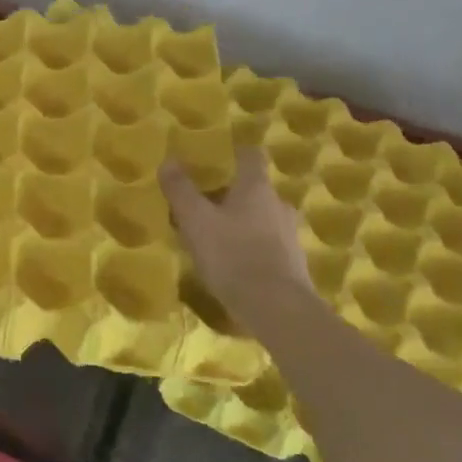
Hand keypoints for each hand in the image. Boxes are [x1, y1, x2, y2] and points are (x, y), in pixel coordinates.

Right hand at [160, 148, 317, 334]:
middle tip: (202, 206)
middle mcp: (278, 204)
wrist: (276, 309)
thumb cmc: (232, 254)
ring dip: (239, 222)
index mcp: (256, 187)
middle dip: (229, 194)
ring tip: (212, 238)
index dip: (235, 153)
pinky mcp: (293, 264)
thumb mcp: (195, 220)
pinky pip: (266, 244)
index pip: (251, 156)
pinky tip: (230, 264)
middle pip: (253, 189)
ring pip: (260, 218)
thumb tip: (169, 160)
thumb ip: (180, 190)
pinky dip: (249, 247)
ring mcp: (289, 235)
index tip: (218, 157)